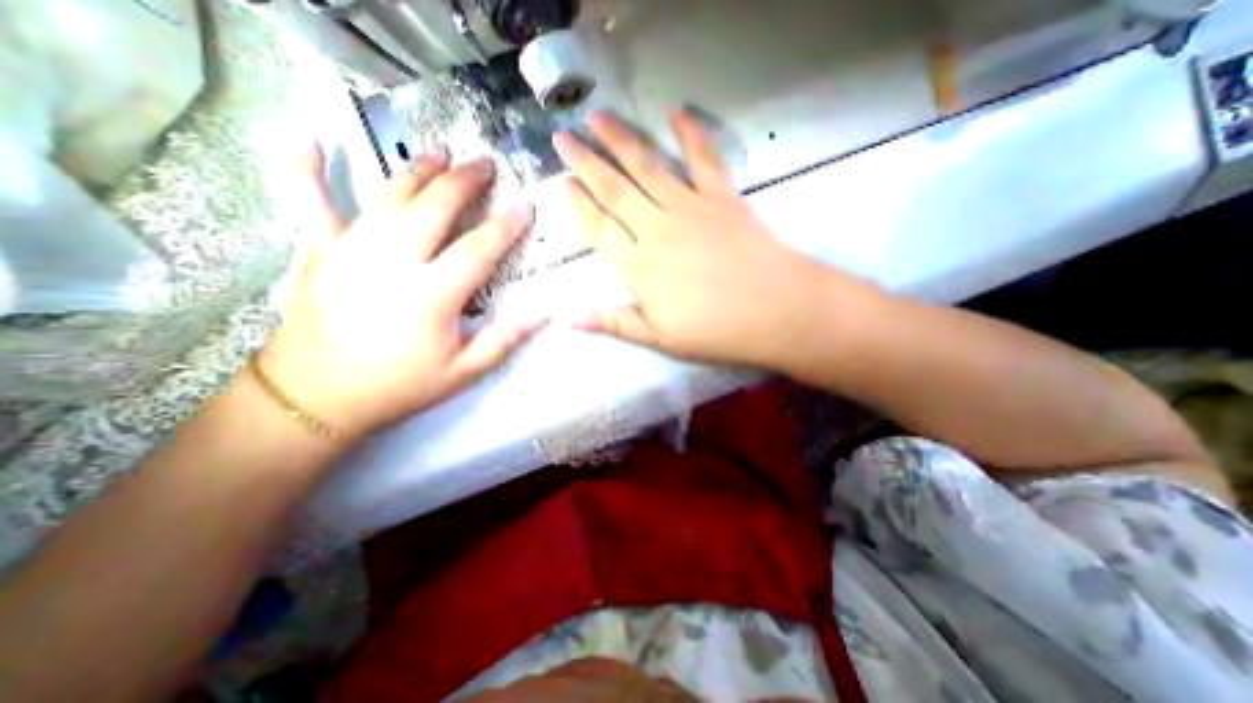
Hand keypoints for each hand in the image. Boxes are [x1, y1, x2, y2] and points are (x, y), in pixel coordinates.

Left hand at [259, 144, 543, 439]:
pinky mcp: (319, 252)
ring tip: (441, 152)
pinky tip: (307, 140)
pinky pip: (311, 203)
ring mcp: (351, 251)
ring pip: (389, 197)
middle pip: (435, 209)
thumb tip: (544, 313)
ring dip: (418, 171)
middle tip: (485, 164)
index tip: (524, 206)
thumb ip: (504, 340)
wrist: (317, 396)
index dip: (506, 226)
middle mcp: (393, 261)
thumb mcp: (463, 372)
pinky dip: (307, 170)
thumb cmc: (399, 385)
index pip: (479, 250)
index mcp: (432, 295)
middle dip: (464, 182)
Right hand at [550, 110, 879, 368]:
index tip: (561, 182)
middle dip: (585, 162)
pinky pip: (704, 158)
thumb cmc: (714, 332)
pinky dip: (690, 132)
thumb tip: (570, 319)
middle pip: (614, 190)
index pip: (598, 229)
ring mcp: (690, 208)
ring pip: (647, 167)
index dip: (578, 205)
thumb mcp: (659, 338)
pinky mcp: (722, 197)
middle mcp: (657, 229)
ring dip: (620, 140)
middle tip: (563, 137)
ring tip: (597, 117)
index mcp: (639, 267)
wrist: (775, 312)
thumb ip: (614, 322)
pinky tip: (676, 112)